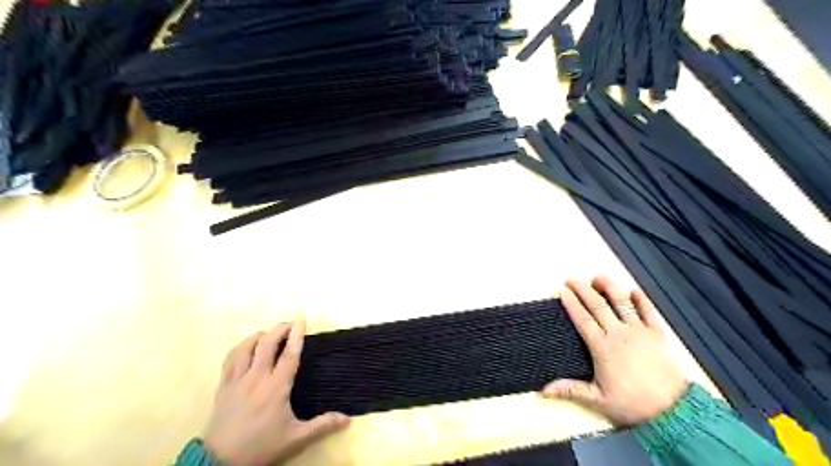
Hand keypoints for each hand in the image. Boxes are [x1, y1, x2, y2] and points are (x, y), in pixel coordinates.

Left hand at [206, 320, 350, 465]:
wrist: (220, 462)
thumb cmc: (261, 447)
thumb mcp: (295, 439)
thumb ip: (321, 426)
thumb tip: (347, 419)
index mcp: (276, 388)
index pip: (289, 355)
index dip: (296, 335)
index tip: (301, 320)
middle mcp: (256, 378)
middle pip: (267, 344)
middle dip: (279, 329)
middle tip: (290, 324)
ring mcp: (237, 380)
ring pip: (246, 348)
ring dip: (259, 336)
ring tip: (269, 334)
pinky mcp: (223, 386)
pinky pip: (230, 359)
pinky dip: (241, 348)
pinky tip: (247, 348)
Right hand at [542, 278, 685, 424]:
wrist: (674, 412)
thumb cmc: (632, 404)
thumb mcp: (598, 400)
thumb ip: (570, 390)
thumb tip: (543, 391)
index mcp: (602, 347)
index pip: (582, 319)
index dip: (571, 303)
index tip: (562, 291)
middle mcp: (619, 334)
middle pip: (597, 306)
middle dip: (583, 290)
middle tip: (571, 279)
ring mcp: (639, 332)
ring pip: (622, 303)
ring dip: (609, 288)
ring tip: (598, 277)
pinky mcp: (658, 335)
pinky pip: (649, 312)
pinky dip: (641, 300)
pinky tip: (634, 290)